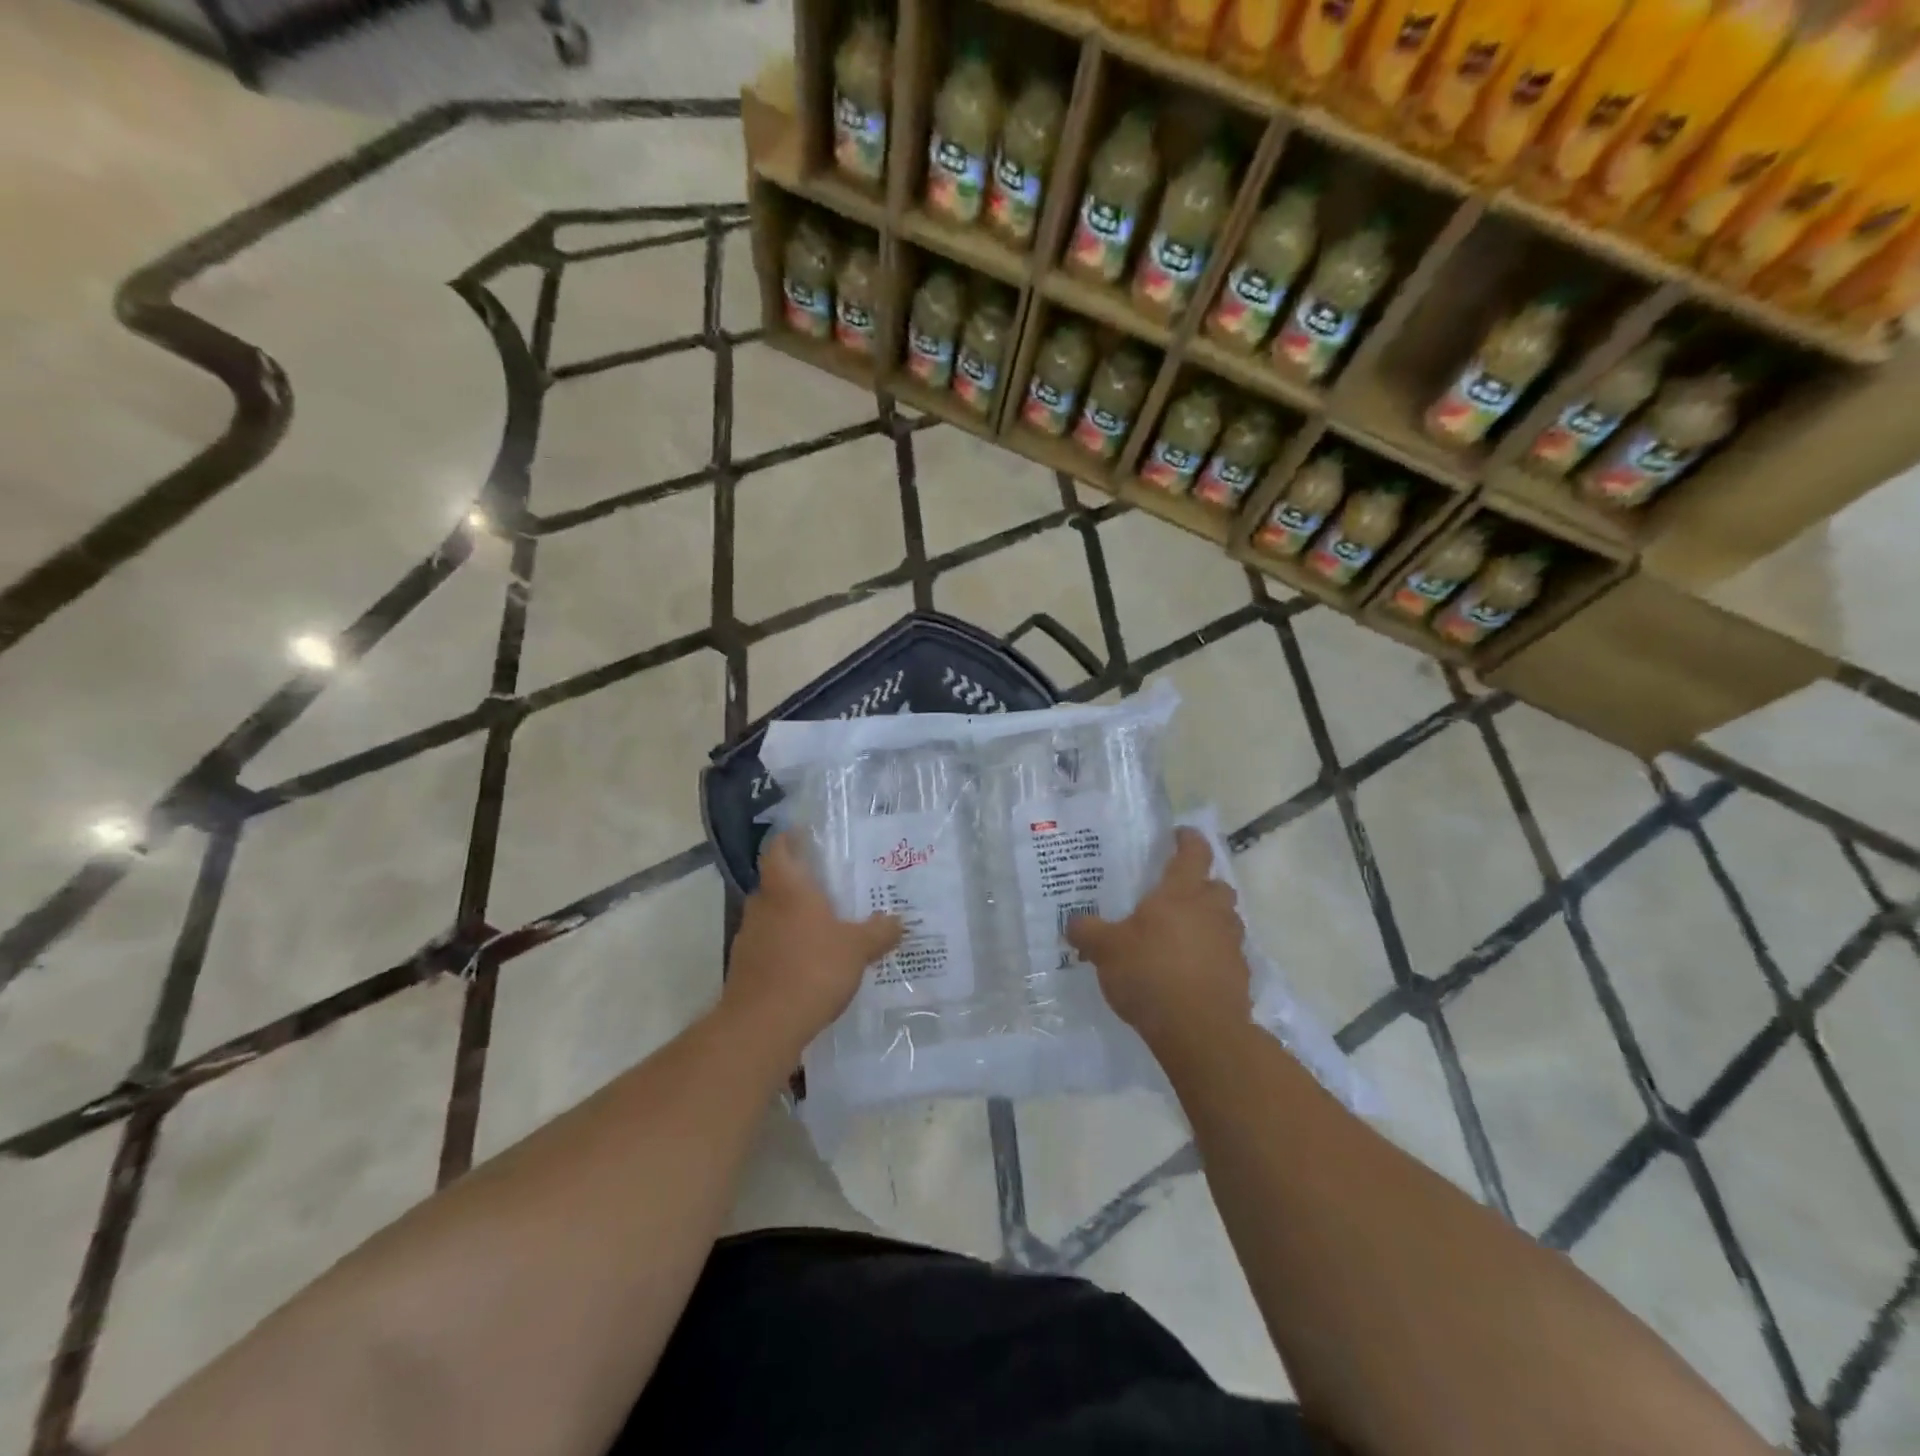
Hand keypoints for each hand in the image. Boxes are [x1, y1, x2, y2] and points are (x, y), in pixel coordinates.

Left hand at [722, 832, 902, 1061]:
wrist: (763, 1025)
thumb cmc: (812, 969)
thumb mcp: (857, 949)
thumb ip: (878, 932)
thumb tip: (899, 921)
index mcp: (787, 889)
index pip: (778, 850)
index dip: (788, 839)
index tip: (803, 836)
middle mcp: (762, 906)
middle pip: (775, 884)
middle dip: (798, 884)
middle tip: (827, 887)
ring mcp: (748, 938)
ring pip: (771, 917)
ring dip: (790, 919)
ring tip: (821, 927)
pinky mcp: (744, 968)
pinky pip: (768, 947)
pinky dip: (785, 948)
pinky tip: (806, 963)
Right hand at [1066, 827, 1251, 1051]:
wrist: (1200, 1030)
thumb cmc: (1150, 973)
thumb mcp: (1106, 950)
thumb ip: (1087, 932)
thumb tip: (1072, 923)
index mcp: (1181, 893)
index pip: (1194, 852)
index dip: (1188, 839)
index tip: (1179, 835)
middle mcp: (1212, 911)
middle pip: (1217, 886)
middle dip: (1202, 885)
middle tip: (1178, 894)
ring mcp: (1231, 944)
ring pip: (1226, 920)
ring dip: (1211, 921)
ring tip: (1184, 934)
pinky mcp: (1240, 976)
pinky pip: (1228, 954)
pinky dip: (1214, 955)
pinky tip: (1192, 971)